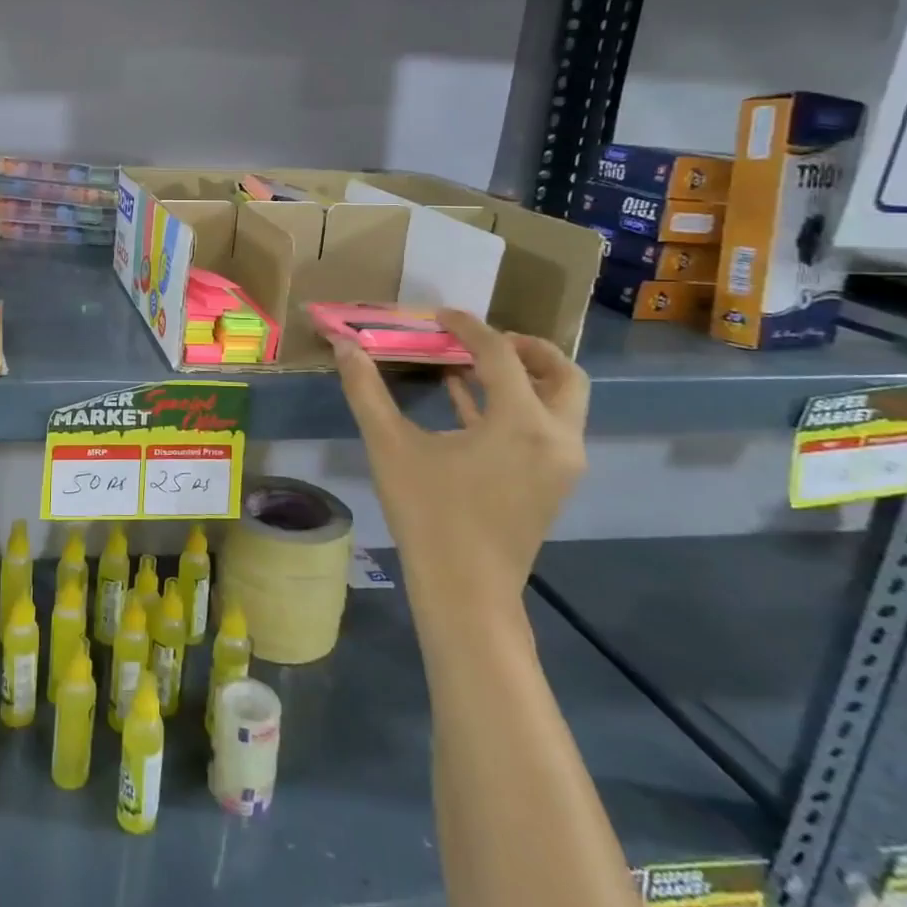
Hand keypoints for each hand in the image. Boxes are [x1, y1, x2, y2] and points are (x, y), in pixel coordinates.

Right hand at [335, 309, 587, 609]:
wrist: (465, 591)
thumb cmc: (428, 515)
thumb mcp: (390, 446)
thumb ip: (366, 390)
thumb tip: (343, 345)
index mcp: (521, 422)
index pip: (502, 354)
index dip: (470, 327)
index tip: (440, 314)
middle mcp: (556, 437)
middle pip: (562, 373)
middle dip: (525, 348)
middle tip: (481, 340)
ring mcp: (561, 464)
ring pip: (562, 402)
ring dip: (525, 376)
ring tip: (472, 365)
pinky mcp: (553, 483)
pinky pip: (545, 429)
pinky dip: (517, 406)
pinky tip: (466, 401)